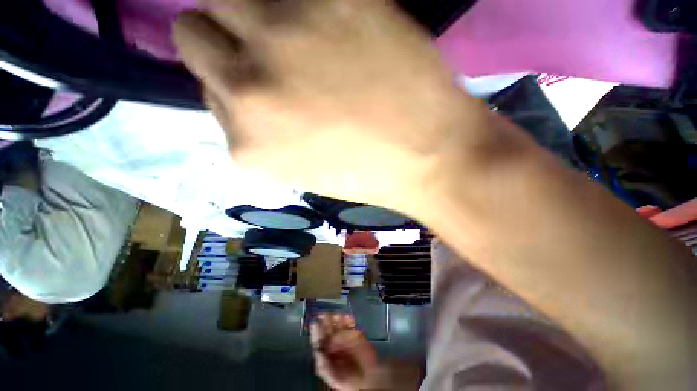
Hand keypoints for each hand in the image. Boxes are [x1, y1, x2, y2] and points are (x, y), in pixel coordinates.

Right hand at [173, 0, 486, 212]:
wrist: (428, 156)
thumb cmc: (368, 173)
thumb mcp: (303, 168)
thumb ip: (262, 128)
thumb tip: (239, 88)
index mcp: (246, 145)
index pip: (207, 91)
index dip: (235, 87)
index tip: (262, 89)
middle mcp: (246, 89)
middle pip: (195, 34)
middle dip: (222, 42)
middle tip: (266, 53)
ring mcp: (281, 37)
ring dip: (248, 14)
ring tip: (295, 38)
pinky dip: (294, 3)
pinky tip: (329, 28)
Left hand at [310, 313, 377, 390]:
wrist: (369, 380)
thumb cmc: (350, 381)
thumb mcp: (335, 379)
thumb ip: (325, 368)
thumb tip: (317, 353)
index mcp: (326, 353)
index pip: (318, 340)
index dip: (316, 332)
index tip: (315, 323)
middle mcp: (333, 342)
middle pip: (327, 328)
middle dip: (326, 321)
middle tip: (325, 315)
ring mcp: (344, 336)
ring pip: (338, 324)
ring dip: (336, 318)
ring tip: (337, 316)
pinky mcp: (355, 333)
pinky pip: (350, 323)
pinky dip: (348, 319)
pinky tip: (347, 318)